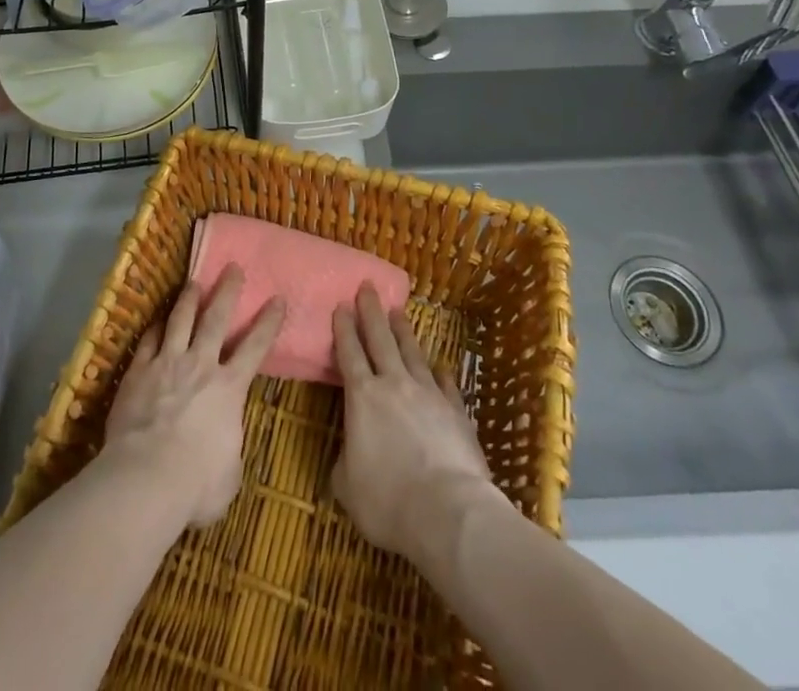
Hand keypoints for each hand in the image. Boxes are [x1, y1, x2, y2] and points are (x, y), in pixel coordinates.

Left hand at [103, 265, 285, 528]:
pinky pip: (149, 341)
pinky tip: (157, 321)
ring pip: (181, 319)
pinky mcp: (138, 371)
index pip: (255, 347)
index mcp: (229, 388)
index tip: (278, 299)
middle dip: (227, 291)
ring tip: (194, 281)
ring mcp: (168, 363)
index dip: (268, 322)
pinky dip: (155, 328)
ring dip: (189, 298)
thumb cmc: (196, 484)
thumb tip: (225, 447)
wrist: (147, 477)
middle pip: (216, 318)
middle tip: (233, 268)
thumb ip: (230, 450)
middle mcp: (201, 365)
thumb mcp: (229, 475)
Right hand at [332, 286, 494, 563]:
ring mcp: (429, 395)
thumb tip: (350, 454)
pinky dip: (441, 374)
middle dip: (371, 311)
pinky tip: (440, 367)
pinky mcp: (457, 412)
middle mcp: (394, 385)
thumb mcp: (347, 486)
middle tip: (368, 287)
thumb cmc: (388, 501)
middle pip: (380, 339)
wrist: (449, 513)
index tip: (341, 304)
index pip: (349, 353)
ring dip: (404, 331)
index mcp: (362, 397)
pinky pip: (446, 385)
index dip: (344, 328)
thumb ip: (345, 462)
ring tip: (399, 311)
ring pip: (413, 353)